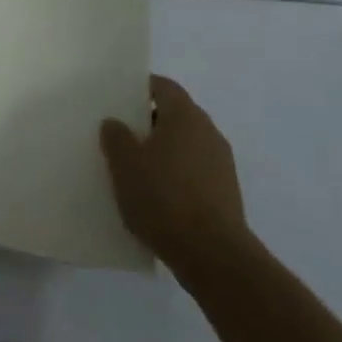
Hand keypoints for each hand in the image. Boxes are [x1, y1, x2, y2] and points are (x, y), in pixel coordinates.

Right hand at [100, 75, 247, 261]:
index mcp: (185, 116)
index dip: (140, 88)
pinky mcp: (226, 192)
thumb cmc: (163, 198)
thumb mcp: (125, 164)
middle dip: (148, 123)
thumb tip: (116, 123)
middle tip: (121, 136)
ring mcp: (221, 163)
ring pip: (185, 145)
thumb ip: (116, 137)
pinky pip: (194, 171)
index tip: (118, 100)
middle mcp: (208, 132)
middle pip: (175, 115)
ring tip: (136, 169)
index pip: (163, 86)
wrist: (212, 255)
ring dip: (163, 151)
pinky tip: (157, 196)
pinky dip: (176, 175)